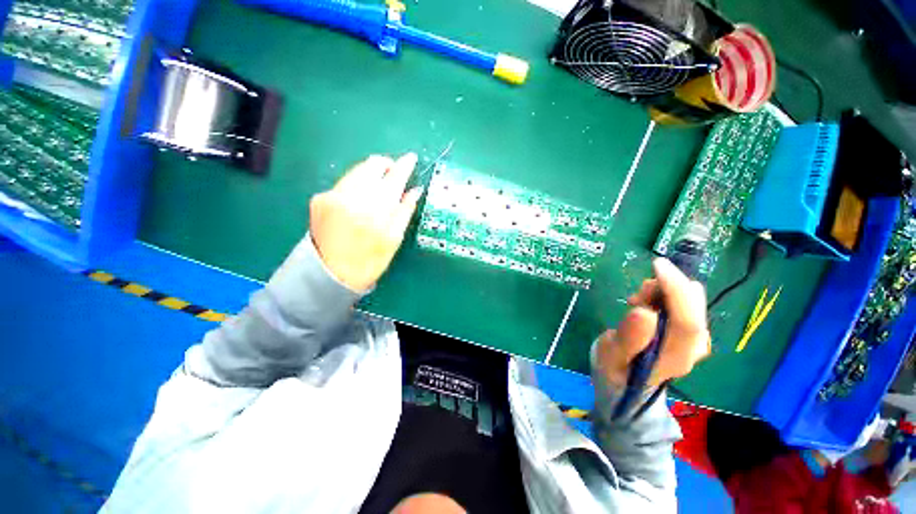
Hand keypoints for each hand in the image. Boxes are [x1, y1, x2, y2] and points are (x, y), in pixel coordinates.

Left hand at [309, 153, 421, 291]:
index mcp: (377, 209)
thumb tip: (414, 190)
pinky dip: (355, 186)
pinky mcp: (320, 198)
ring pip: (357, 171)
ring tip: (376, 189)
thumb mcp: (394, 239)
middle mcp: (353, 196)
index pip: (394, 177)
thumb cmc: (370, 260)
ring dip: (370, 175)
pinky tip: (357, 201)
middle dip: (385, 166)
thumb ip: (405, 211)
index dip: (404, 165)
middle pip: (372, 165)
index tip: (410, 158)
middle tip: (393, 175)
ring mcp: (333, 195)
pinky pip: (343, 183)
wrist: (331, 274)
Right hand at [594, 258, 710, 387]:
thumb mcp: (611, 354)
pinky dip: (664, 295)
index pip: (688, 321)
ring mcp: (695, 339)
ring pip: (690, 301)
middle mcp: (694, 347)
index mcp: (676, 357)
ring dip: (663, 291)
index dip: (676, 290)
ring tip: (635, 302)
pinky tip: (645, 303)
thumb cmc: (615, 369)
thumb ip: (628, 337)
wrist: (626, 382)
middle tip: (636, 295)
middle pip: (693, 307)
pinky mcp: (688, 331)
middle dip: (667, 288)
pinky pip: (683, 302)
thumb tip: (644, 311)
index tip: (657, 266)